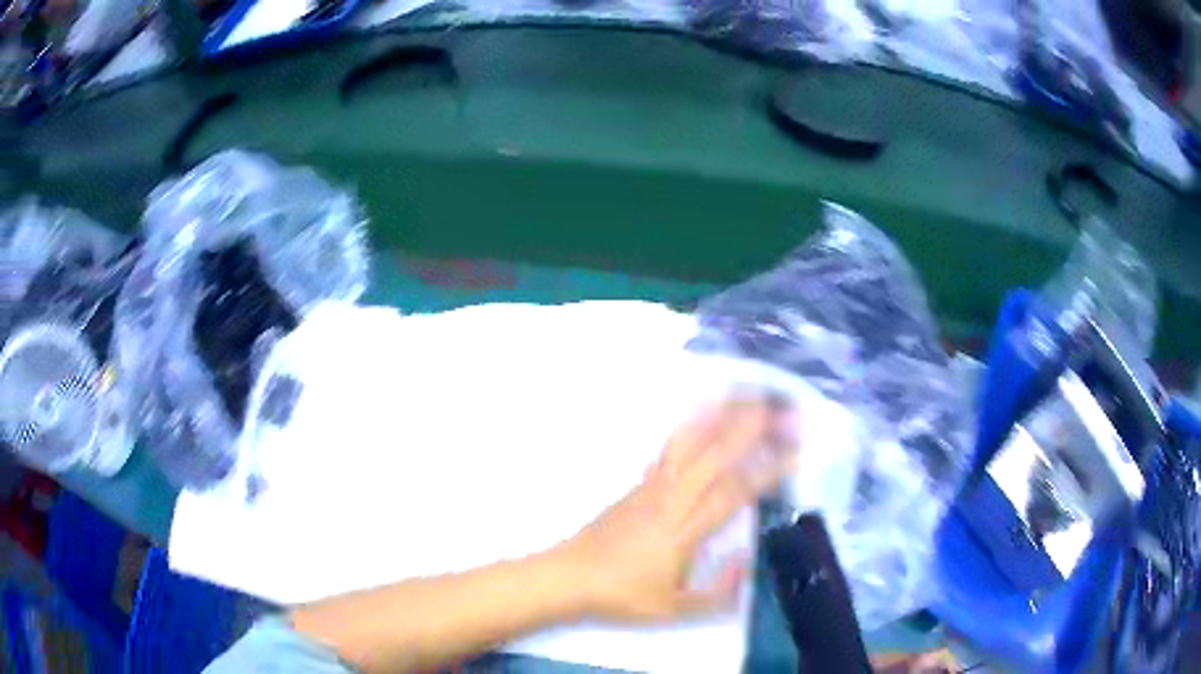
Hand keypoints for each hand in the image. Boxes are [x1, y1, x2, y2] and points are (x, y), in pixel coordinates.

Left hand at [557, 397, 796, 622]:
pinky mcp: (639, 483)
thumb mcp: (675, 609)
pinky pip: (670, 446)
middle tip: (783, 408)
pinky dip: (691, 424)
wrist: (569, 577)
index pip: (736, 492)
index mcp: (686, 529)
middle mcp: (673, 498)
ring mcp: (653, 486)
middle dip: (753, 427)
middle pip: (717, 453)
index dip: (769, 470)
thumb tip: (747, 560)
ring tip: (748, 394)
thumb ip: (719, 592)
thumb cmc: (622, 596)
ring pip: (692, 441)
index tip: (797, 452)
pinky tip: (703, 412)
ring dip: (722, 415)